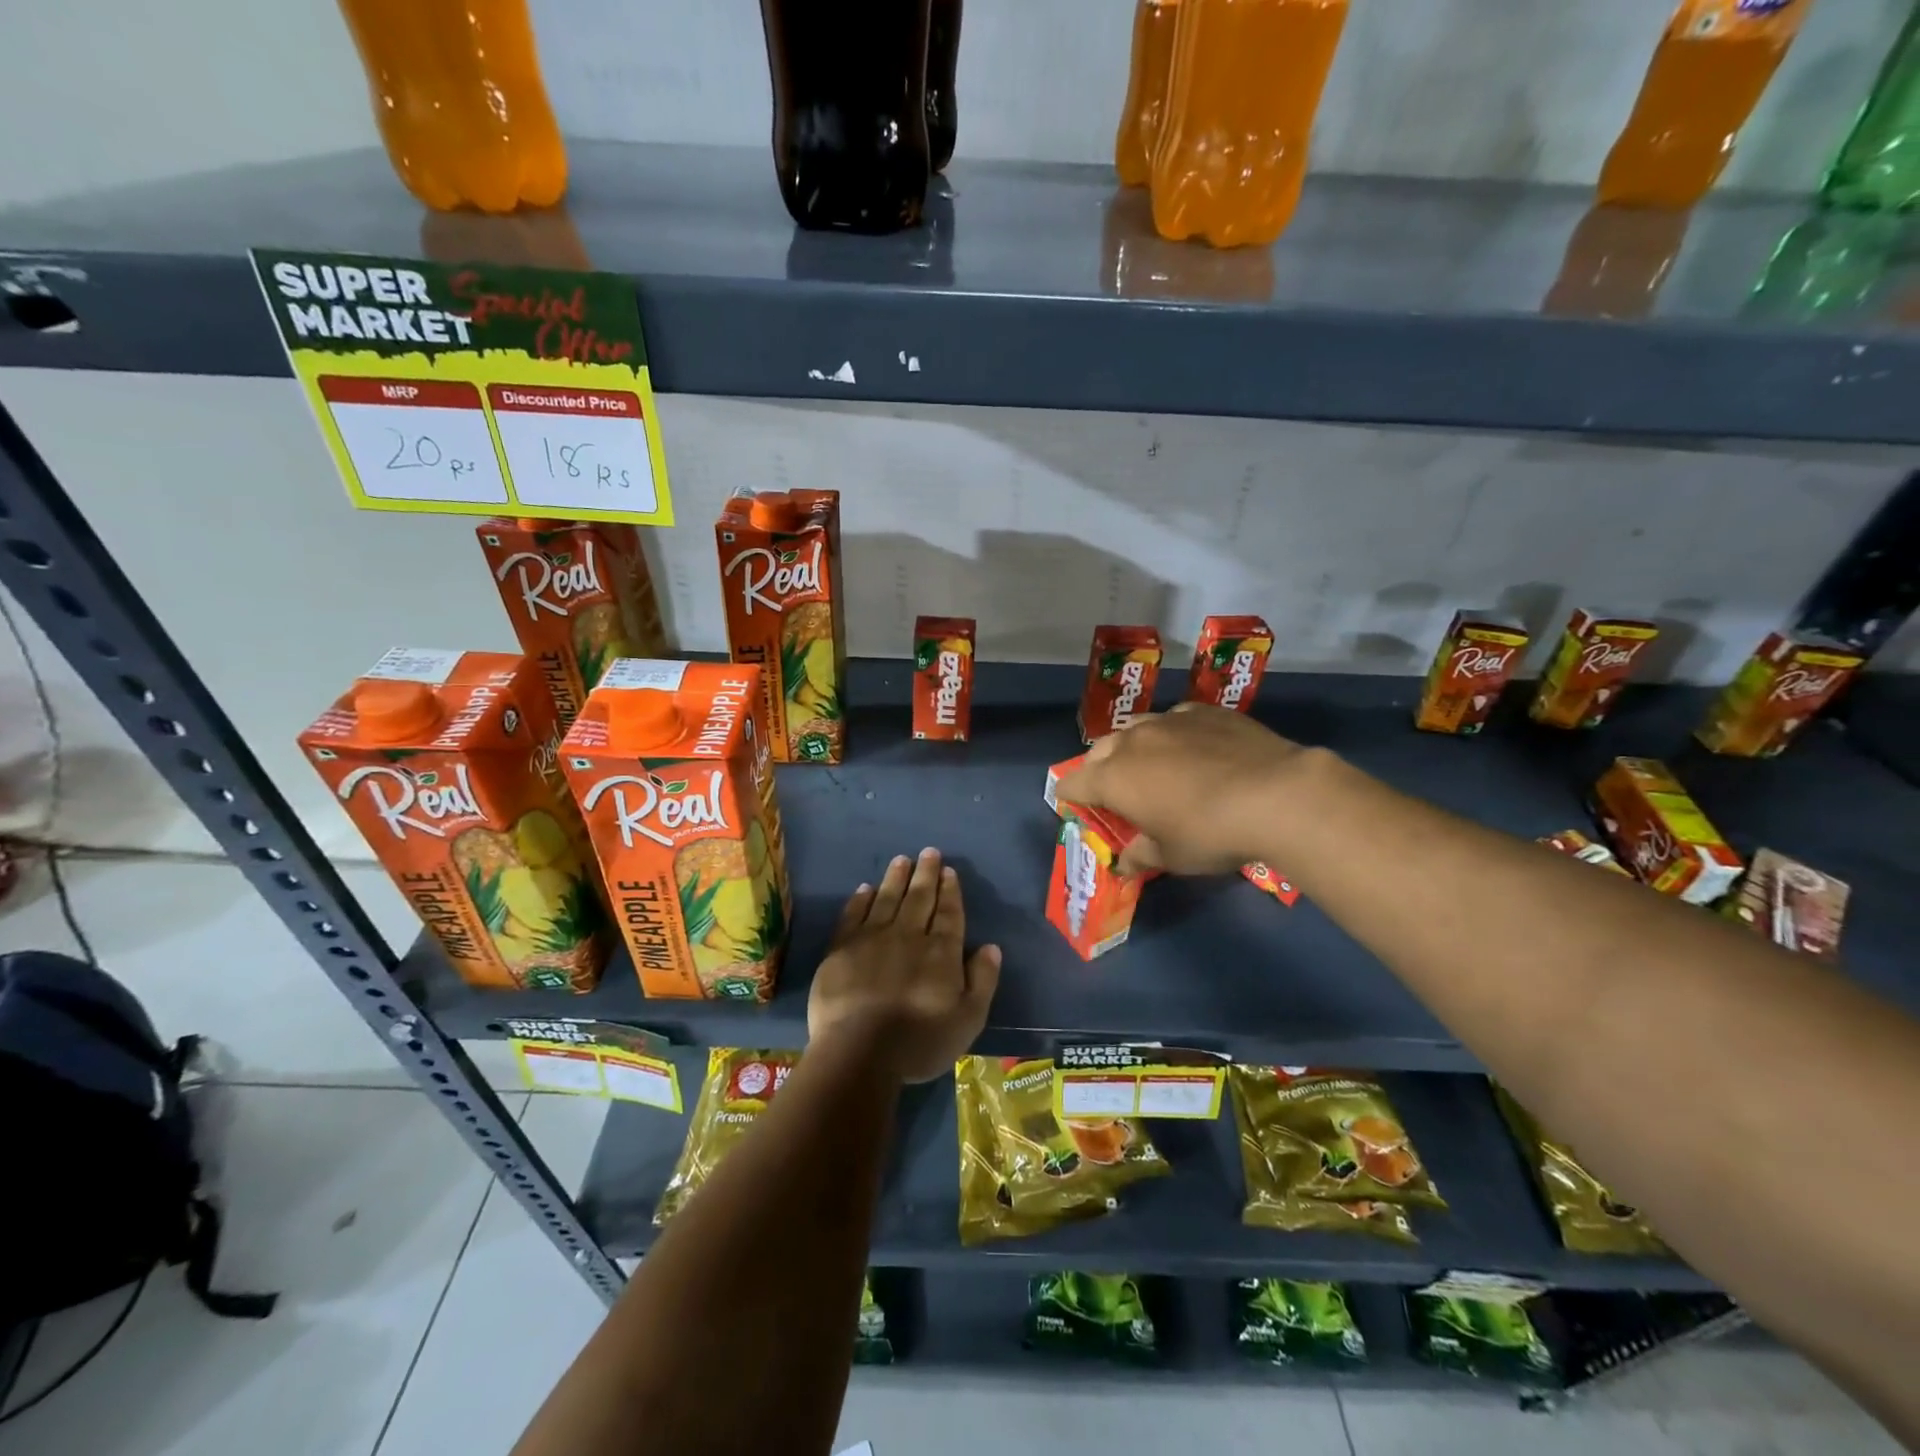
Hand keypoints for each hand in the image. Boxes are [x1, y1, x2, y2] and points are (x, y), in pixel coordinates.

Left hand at [807, 848, 1002, 1083]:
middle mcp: (908, 935)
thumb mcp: (967, 1020)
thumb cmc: (919, 1042)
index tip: (949, 871)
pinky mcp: (842, 948)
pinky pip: (853, 915)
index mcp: (941, 952)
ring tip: (902, 860)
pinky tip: (865, 888)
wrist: (858, 1052)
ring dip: (896, 877)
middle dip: (926, 874)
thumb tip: (991, 947)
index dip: (950, 891)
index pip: (948, 913)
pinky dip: (861, 899)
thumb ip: (982, 981)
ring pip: (887, 898)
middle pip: (919, 898)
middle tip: (929, 852)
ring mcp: (872, 938)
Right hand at [1054, 704, 1304, 874]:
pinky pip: (1175, 720)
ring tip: (1152, 765)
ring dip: (1134, 748)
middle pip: (1099, 751)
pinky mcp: (1203, 711)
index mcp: (1112, 778)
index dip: (1070, 797)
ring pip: (1135, 728)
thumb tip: (1124, 864)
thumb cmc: (1210, 833)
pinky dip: (1174, 735)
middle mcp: (1132, 742)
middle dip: (1099, 769)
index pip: (1072, 783)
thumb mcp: (1171, 856)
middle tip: (1116, 791)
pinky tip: (1194, 749)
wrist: (1275, 794)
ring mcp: (1168, 720)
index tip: (1077, 807)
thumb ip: (1140, 855)